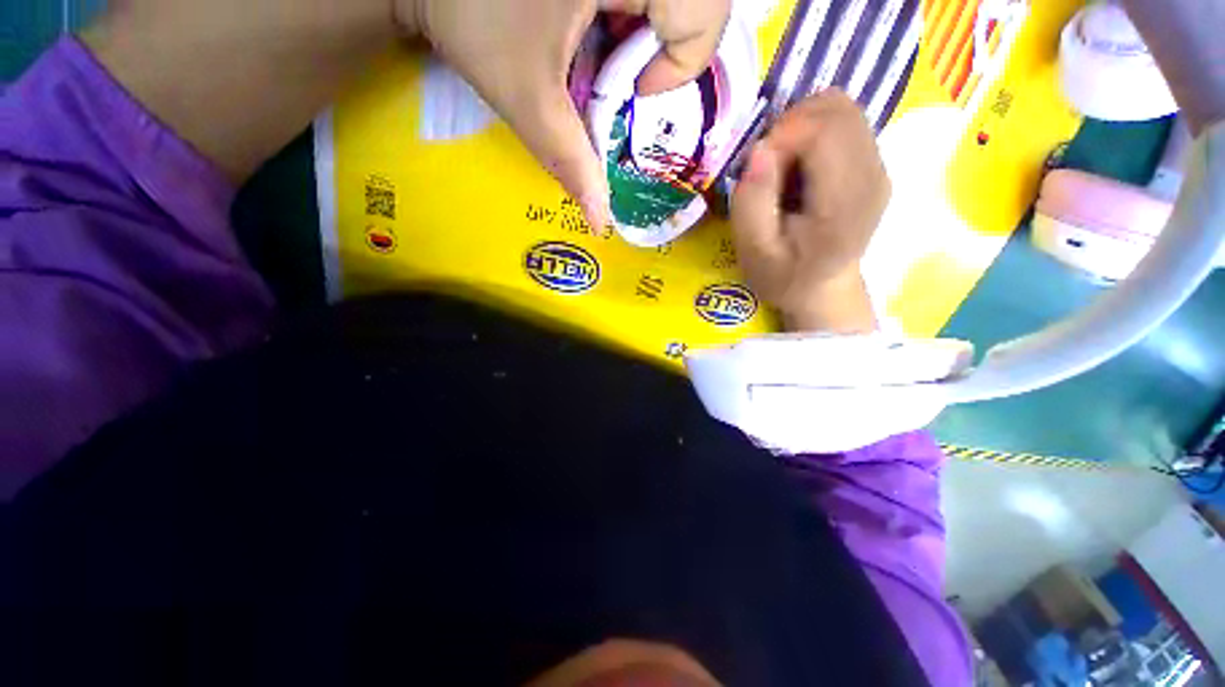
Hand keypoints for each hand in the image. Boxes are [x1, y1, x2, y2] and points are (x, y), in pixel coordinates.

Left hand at [398, 0, 730, 229]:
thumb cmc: (472, 22)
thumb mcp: (529, 99)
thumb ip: (573, 162)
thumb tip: (602, 222)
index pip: (702, 18)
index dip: (675, 67)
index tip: (632, 89)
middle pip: (695, 7)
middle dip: (664, 52)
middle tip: (622, 73)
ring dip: (645, 38)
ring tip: (601, 50)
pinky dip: (632, 18)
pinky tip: (595, 27)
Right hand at [730, 90, 889, 333]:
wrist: (822, 289)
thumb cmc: (783, 276)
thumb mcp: (753, 252)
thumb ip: (752, 203)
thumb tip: (760, 149)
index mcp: (844, 204)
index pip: (825, 131)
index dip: (783, 134)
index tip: (758, 167)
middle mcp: (873, 176)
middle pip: (837, 110)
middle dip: (791, 126)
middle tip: (768, 167)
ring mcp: (879, 167)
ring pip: (842, 109)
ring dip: (802, 127)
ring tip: (783, 167)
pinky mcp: (874, 164)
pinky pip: (844, 123)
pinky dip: (813, 132)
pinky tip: (800, 168)